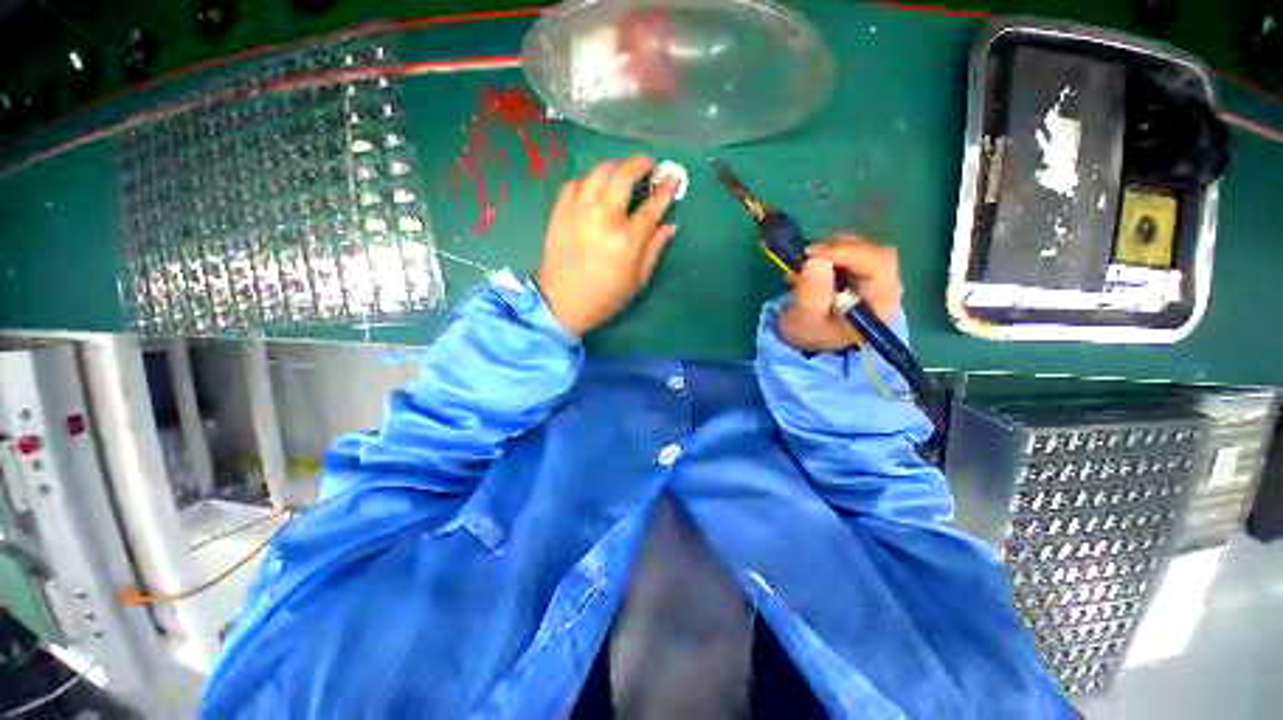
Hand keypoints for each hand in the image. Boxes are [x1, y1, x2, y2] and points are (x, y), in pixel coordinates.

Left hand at [536, 155, 677, 335]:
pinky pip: (576, 183)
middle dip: (640, 163)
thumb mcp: (638, 279)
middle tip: (648, 164)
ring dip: (616, 166)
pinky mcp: (560, 211)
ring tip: (623, 171)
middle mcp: (603, 218)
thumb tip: (670, 225)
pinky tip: (595, 187)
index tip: (673, 178)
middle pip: (623, 175)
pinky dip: (590, 180)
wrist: (562, 302)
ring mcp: (578, 211)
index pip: (652, 206)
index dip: (666, 189)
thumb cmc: (605, 297)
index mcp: (626, 239)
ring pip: (598, 172)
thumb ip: (655, 249)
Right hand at [778, 234, 902, 352]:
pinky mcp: (865, 270)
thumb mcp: (804, 321)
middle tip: (808, 257)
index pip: (878, 264)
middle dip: (839, 249)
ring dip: (833, 249)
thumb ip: (811, 296)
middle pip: (874, 252)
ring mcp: (879, 276)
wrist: (812, 340)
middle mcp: (888, 286)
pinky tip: (815, 263)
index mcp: (881, 303)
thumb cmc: (811, 333)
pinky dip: (832, 251)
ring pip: (864, 247)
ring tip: (808, 263)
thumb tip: (816, 262)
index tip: (813, 255)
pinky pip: (854, 250)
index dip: (847, 253)